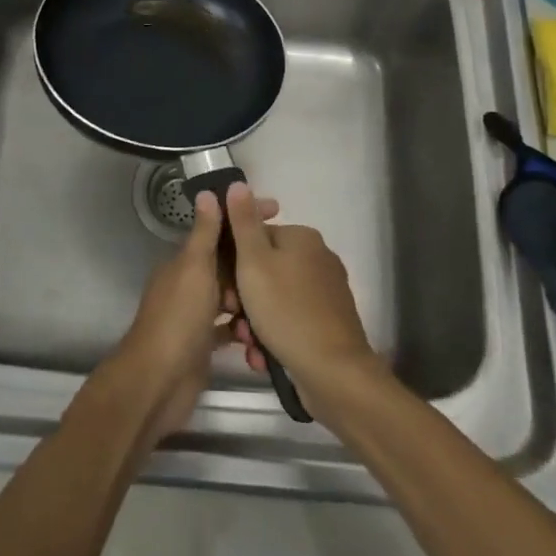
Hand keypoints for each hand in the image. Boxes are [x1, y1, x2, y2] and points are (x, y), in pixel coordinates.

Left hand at [107, 188, 277, 444]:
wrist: (158, 384)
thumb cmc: (178, 319)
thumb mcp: (194, 268)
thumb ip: (204, 234)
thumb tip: (207, 193)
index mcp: (183, 262)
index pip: (217, 231)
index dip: (243, 219)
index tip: (275, 211)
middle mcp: (188, 284)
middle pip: (226, 264)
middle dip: (253, 262)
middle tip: (286, 262)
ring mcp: (195, 316)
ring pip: (230, 297)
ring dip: (251, 299)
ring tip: (275, 304)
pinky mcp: (203, 344)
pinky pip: (229, 329)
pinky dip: (244, 329)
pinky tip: (263, 334)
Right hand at [223, 181, 378, 414]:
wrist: (332, 371)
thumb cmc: (286, 310)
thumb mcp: (254, 262)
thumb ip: (243, 222)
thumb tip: (238, 183)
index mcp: (302, 238)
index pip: (255, 237)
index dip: (233, 261)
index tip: (223, 288)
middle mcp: (318, 258)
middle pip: (265, 269)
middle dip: (243, 297)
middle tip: (233, 318)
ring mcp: (326, 291)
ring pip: (274, 298)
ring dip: (255, 320)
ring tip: (248, 343)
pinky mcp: (329, 321)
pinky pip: (290, 319)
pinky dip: (274, 334)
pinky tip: (263, 355)